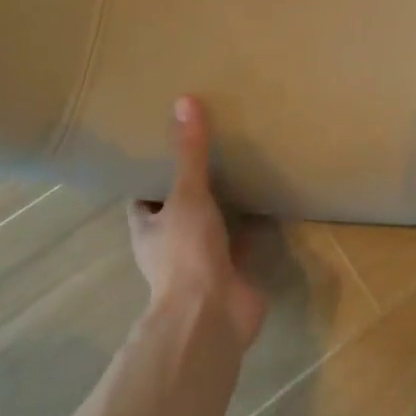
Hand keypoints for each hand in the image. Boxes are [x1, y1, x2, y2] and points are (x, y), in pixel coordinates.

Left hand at [128, 96, 267, 353]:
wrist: (212, 314)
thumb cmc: (186, 253)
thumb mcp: (187, 195)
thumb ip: (189, 153)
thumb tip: (184, 101)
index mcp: (150, 229)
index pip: (145, 197)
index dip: (153, 174)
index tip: (168, 146)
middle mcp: (172, 245)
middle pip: (180, 209)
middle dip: (194, 186)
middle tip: (214, 148)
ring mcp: (203, 261)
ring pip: (213, 226)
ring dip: (225, 206)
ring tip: (244, 167)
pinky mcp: (234, 272)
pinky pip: (244, 242)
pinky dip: (255, 225)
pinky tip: (271, 200)